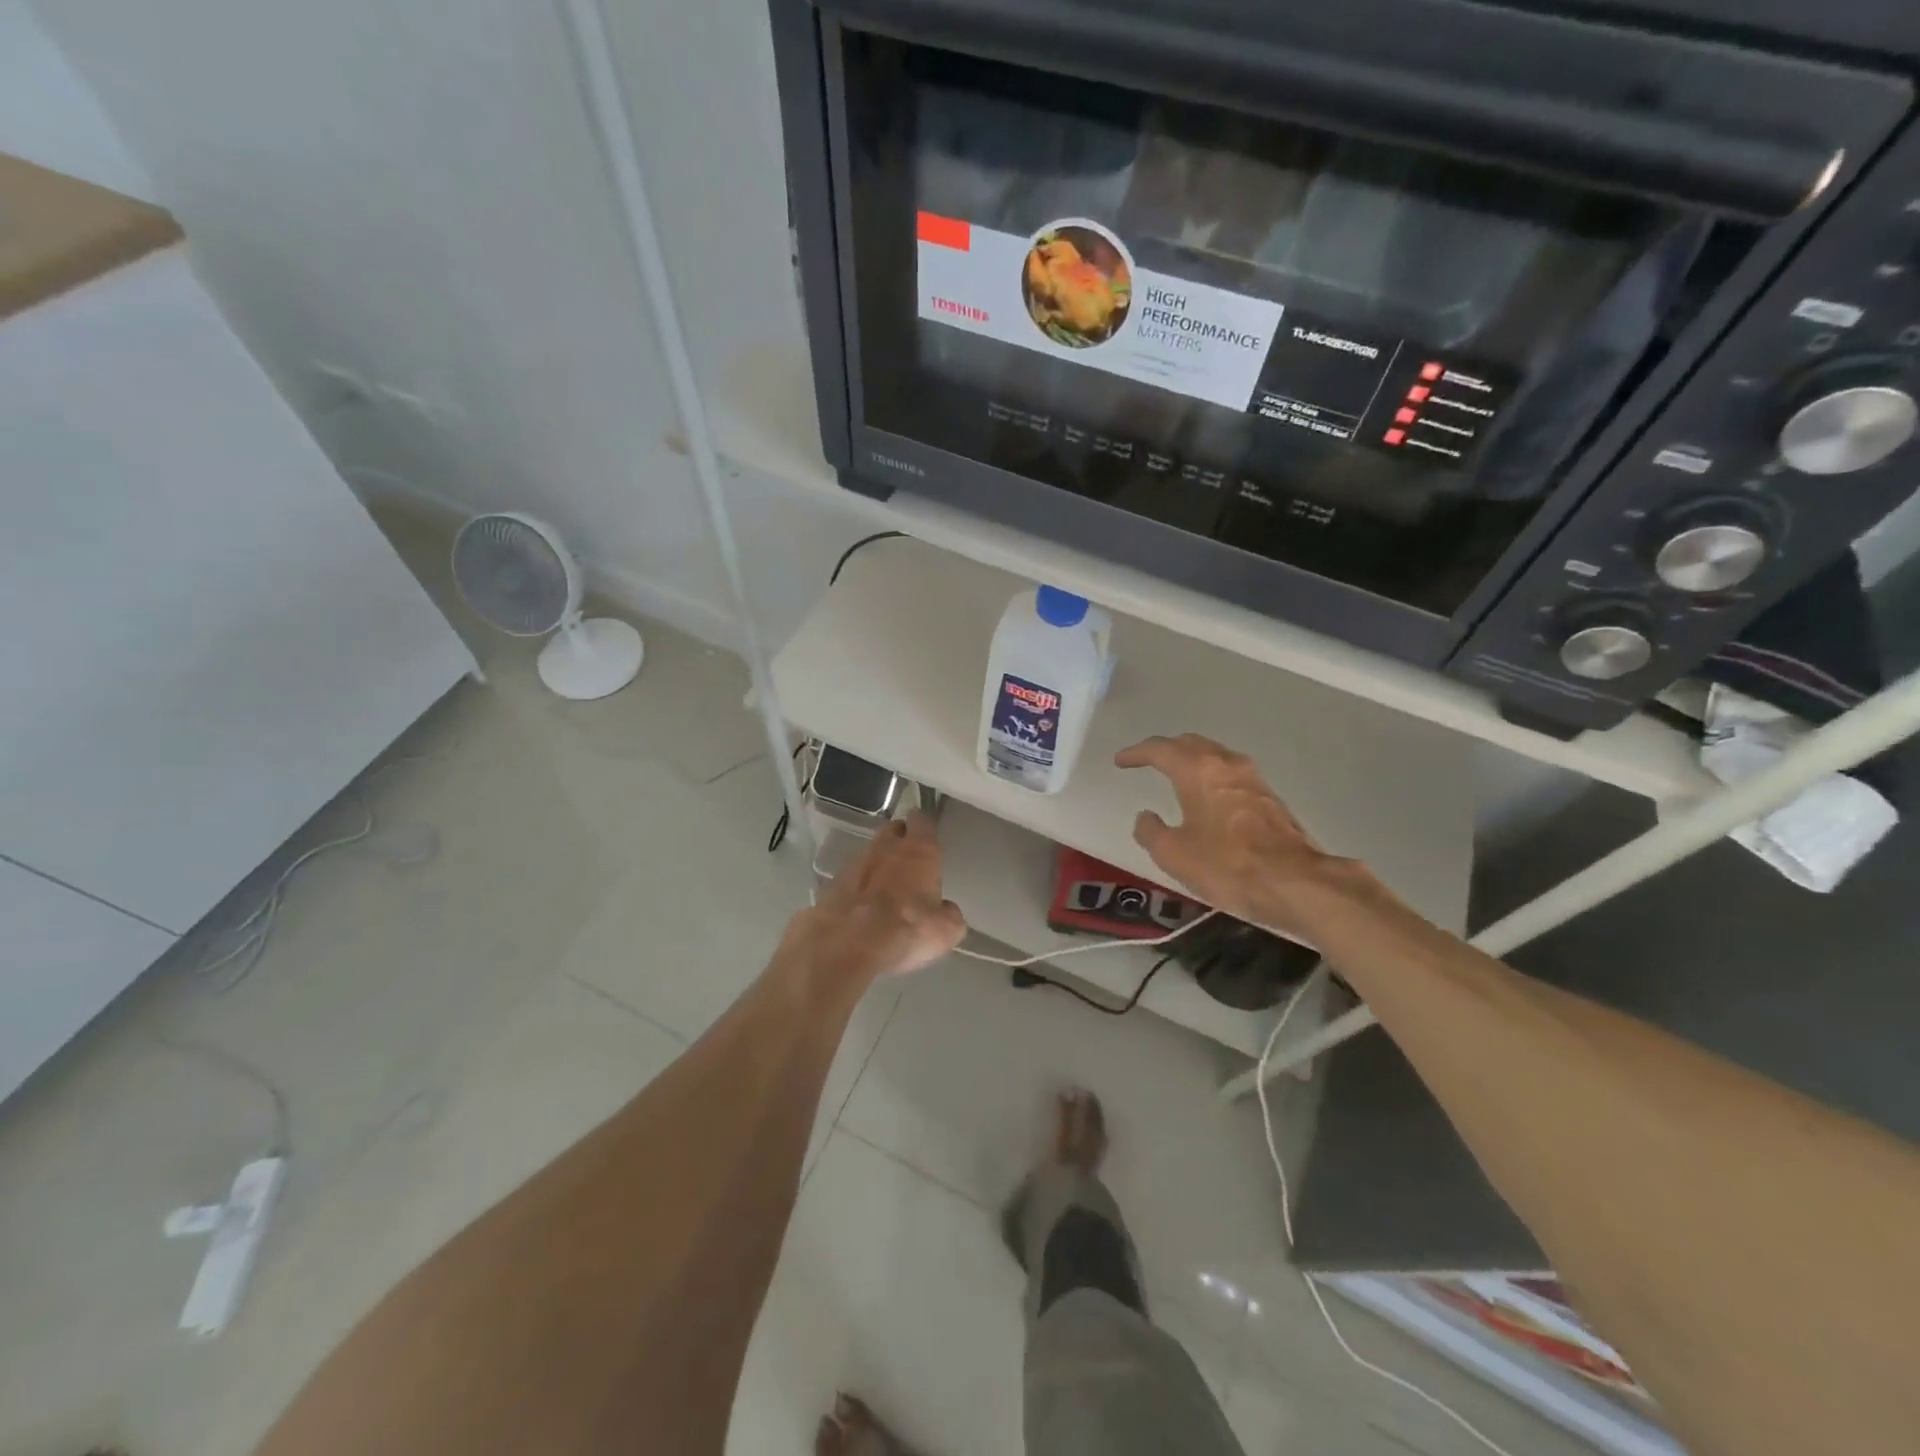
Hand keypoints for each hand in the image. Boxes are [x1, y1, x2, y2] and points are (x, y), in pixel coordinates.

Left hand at [793, 812, 966, 984]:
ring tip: (884, 886)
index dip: (924, 826)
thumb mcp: (947, 930)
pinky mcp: (832, 884)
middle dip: (899, 837)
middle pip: (892, 829)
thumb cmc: (908, 929)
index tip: (927, 833)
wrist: (849, 944)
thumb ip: (949, 913)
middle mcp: (887, 848)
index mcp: (919, 851)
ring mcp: (855, 864)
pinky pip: (850, 878)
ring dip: (877, 863)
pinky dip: (857, 886)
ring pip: (870, 852)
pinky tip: (861, 906)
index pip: (922, 821)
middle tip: (907, 856)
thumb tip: (946, 909)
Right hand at [1114, 734, 1383, 939]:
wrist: (1295, 882)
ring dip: (1192, 759)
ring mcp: (1252, 779)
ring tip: (1176, 773)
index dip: (1136, 753)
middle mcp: (1226, 764)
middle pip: (1190, 743)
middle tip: (1147, 760)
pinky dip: (1211, 775)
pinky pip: (1230, 773)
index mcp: (1197, 770)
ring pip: (1214, 755)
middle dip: (1166, 749)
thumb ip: (1151, 831)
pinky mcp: (1269, 797)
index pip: (1160, 750)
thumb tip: (1146, 817)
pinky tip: (1208, 794)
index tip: (1120, 761)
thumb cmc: (1227, 865)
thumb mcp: (1174, 854)